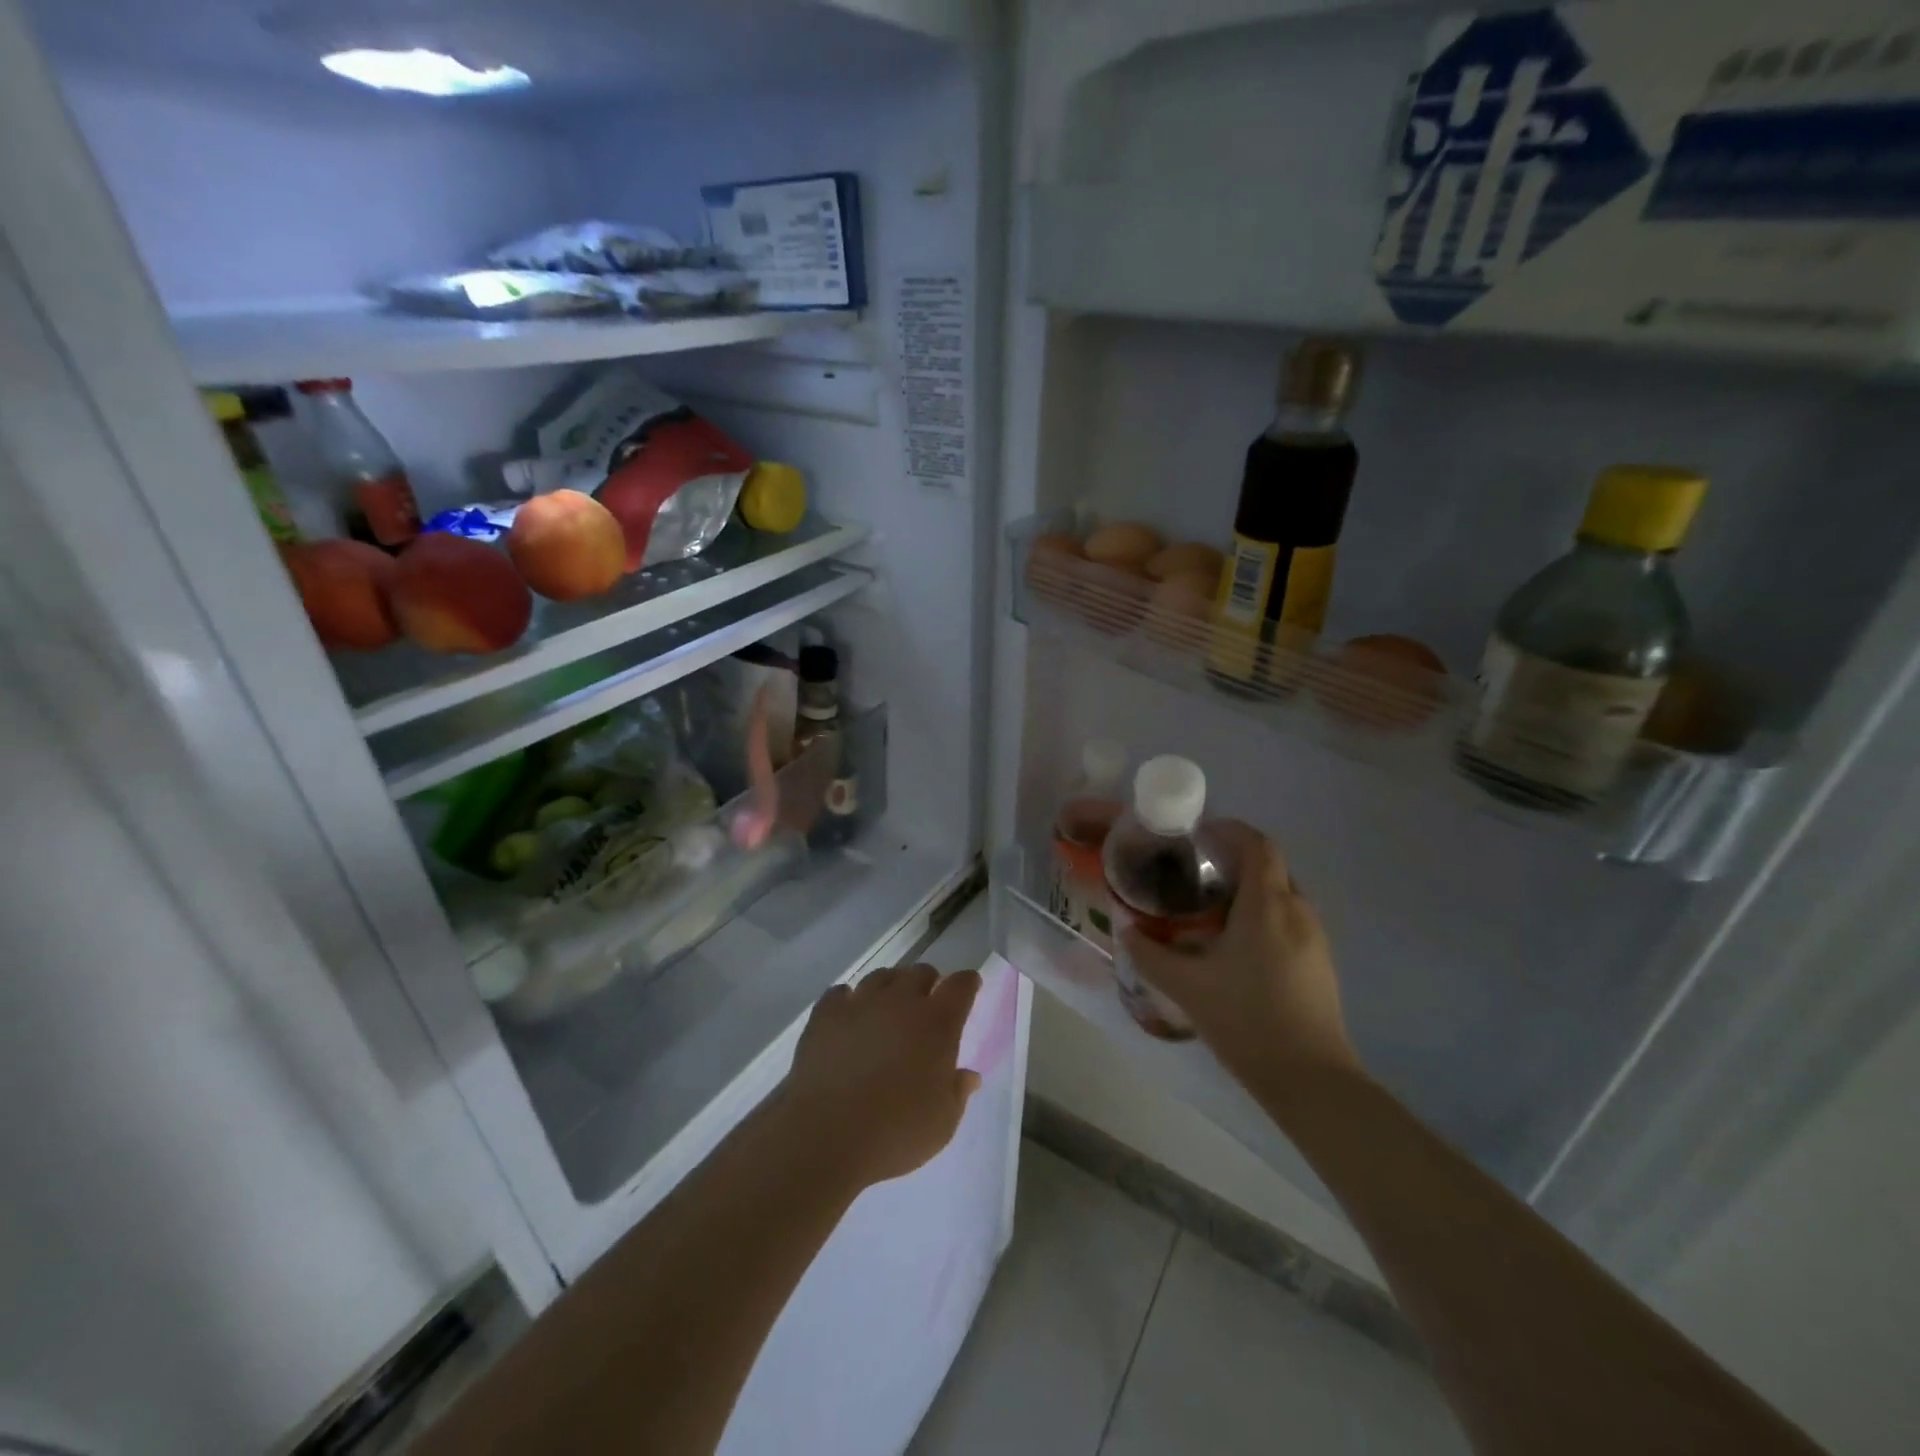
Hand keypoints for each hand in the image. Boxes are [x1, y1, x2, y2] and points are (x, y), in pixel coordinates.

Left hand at [777, 964, 982, 1187]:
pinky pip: (841, 993)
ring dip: (891, 987)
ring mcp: (861, 1003)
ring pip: (881, 977)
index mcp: (937, 1024)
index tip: (969, 986)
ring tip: (888, 1008)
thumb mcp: (943, 1123)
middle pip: (920, 973)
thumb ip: (958, 1092)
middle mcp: (901, 1002)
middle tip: (927, 1004)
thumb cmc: (895, 1133)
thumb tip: (969, 1075)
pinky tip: (849, 1016)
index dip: (967, 983)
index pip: (960, 986)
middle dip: (928, 983)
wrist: (826, 1135)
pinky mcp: (826, 1014)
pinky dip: (849, 1000)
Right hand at [1120, 824, 1360, 1096]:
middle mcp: (1298, 910)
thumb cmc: (1246, 1019)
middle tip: (1194, 875)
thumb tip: (1126, 930)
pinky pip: (1290, 920)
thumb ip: (1150, 953)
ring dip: (1248, 891)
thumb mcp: (1186, 985)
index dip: (1229, 831)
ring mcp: (1316, 937)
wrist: (1310, 1079)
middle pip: (1269, 866)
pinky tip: (1236, 947)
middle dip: (1233, 861)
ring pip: (1280, 894)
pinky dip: (1263, 916)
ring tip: (1209, 911)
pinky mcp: (1321, 962)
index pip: (1257, 844)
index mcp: (1268, 904)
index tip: (1197, 838)